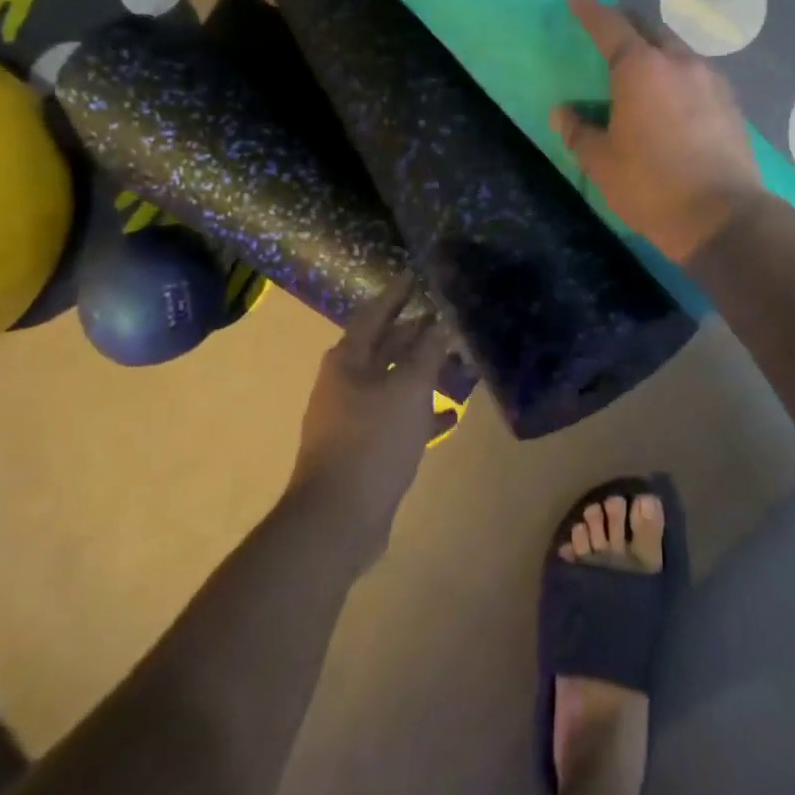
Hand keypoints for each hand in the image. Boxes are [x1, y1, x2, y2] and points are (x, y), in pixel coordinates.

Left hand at [289, 279, 455, 549]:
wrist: (337, 519)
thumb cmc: (372, 441)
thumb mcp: (408, 390)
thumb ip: (427, 353)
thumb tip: (441, 321)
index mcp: (347, 360)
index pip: (375, 314)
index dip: (396, 294)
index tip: (415, 275)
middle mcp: (345, 383)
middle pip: (384, 348)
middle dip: (415, 336)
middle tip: (446, 320)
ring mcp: (352, 418)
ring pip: (393, 385)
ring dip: (422, 375)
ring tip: (457, 365)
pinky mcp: (363, 448)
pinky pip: (396, 419)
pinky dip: (420, 414)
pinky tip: (449, 417)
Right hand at [550, 0, 761, 264]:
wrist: (722, 216)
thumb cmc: (651, 186)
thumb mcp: (602, 163)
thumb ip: (579, 132)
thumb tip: (563, 113)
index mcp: (640, 69)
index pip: (609, 26)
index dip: (588, 9)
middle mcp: (679, 63)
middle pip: (649, 29)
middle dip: (626, 24)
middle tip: (608, 31)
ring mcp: (711, 80)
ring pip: (678, 50)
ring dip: (656, 50)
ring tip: (643, 67)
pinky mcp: (731, 103)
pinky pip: (698, 75)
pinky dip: (679, 75)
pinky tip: (674, 98)